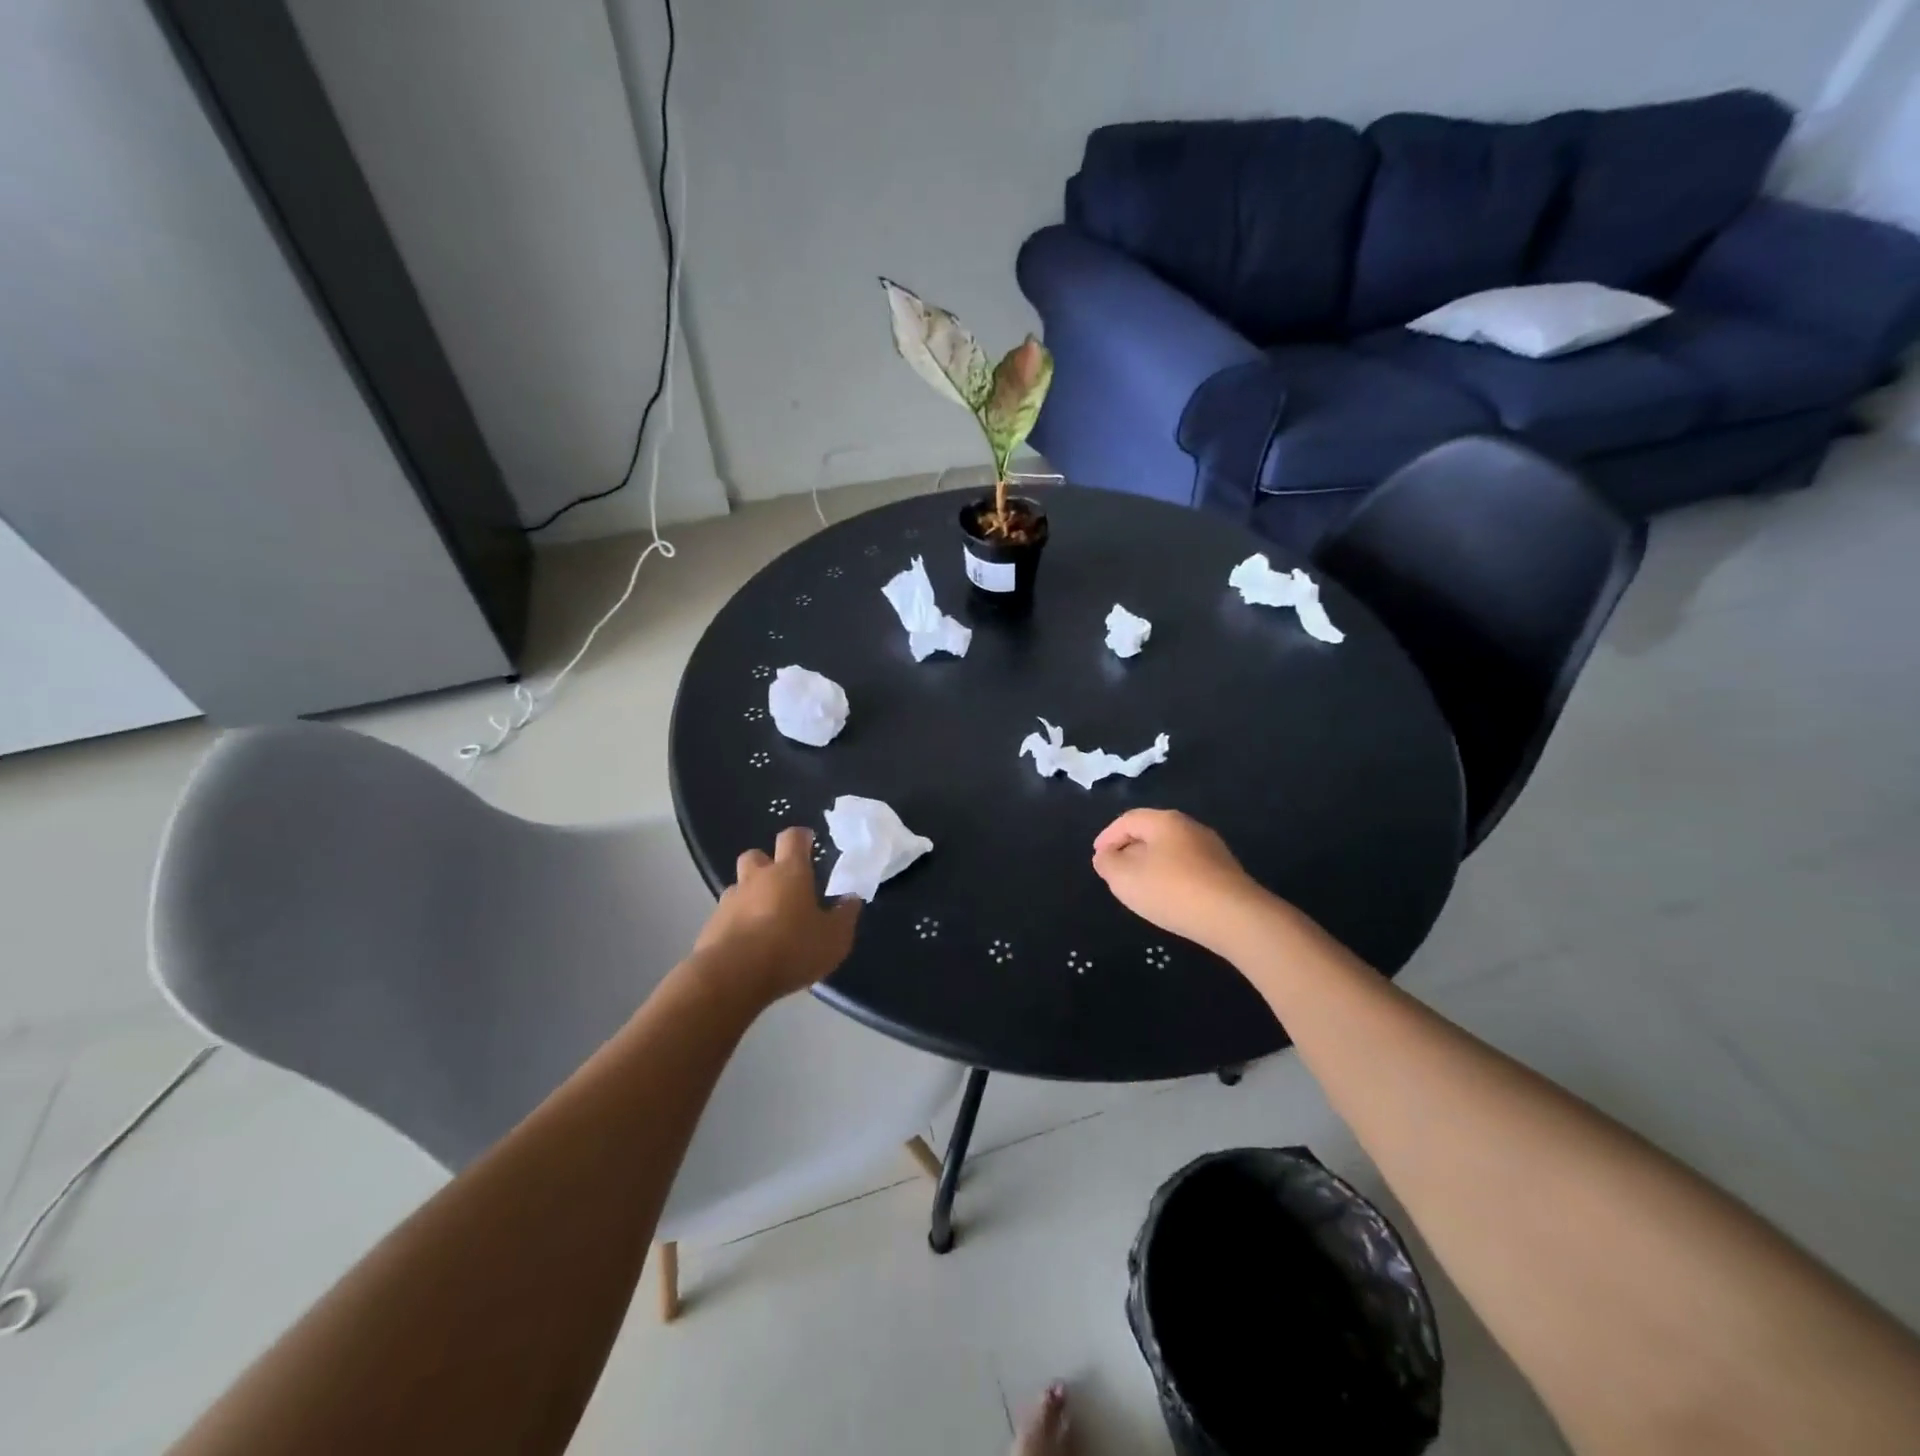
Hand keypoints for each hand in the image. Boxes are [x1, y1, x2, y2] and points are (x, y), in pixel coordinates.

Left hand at [692, 828, 859, 1004]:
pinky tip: (748, 946)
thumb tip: (851, 899)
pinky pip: (726, 916)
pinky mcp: (710, 927)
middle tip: (783, 884)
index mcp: (789, 872)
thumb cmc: (791, 948)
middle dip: (767, 864)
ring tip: (766, 921)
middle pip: (757, 856)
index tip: (808, 842)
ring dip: (751, 896)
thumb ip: (845, 916)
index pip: (792, 838)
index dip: (801, 838)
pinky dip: (737, 924)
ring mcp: (729, 901)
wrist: (732, 977)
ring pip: (739, 887)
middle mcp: (757, 879)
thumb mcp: (834, 938)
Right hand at [1092, 808, 1269, 956]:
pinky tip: (1168, 896)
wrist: (1234, 917)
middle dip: (1129, 849)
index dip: (1108, 836)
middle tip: (1116, 870)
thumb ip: (1107, 864)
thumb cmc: (1171, 890)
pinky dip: (1171, 876)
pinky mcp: (1225, 871)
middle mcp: (1190, 827)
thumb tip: (1105, 856)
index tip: (1098, 856)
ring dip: (1151, 864)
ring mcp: (1211, 848)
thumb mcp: (1125, 878)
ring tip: (1140, 885)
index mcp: (1164, 821)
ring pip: (1171, 850)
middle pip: (1151, 832)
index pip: (1128, 820)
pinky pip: (1188, 867)